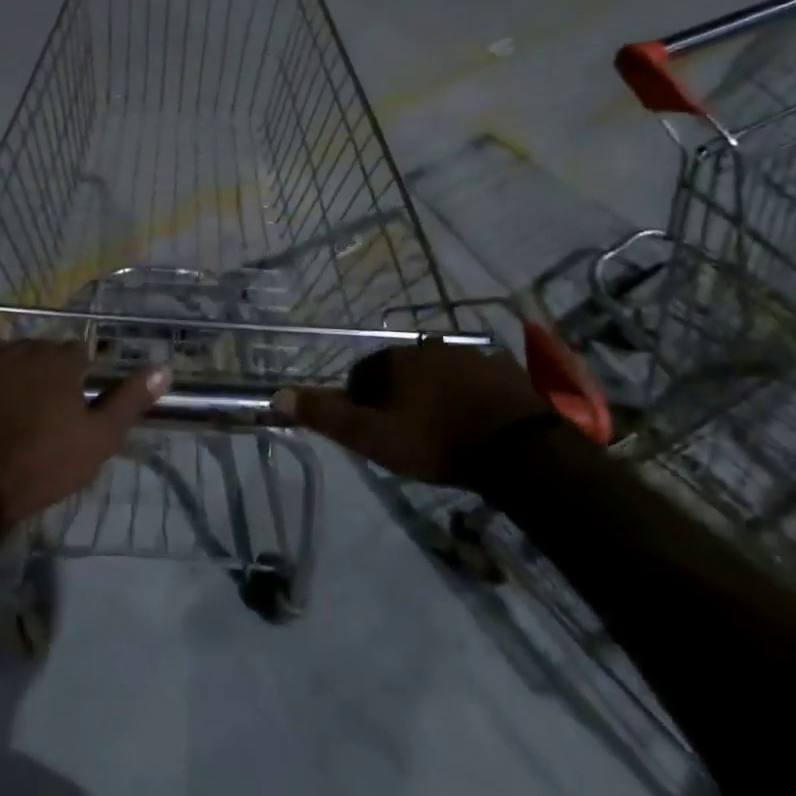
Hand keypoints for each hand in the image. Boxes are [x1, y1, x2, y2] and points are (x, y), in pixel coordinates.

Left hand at [0, 337, 167, 528]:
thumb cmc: (42, 466)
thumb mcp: (98, 440)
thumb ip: (129, 400)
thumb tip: (163, 367)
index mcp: (59, 360)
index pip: (77, 353)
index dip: (77, 377)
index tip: (73, 403)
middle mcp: (21, 347)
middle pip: (38, 349)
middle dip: (42, 372)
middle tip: (39, 410)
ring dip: (3, 366)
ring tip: (2, 401)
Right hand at [275, 341, 553, 487]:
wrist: (517, 449)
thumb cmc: (435, 441)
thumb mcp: (373, 436)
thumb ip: (326, 416)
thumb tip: (278, 395)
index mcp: (394, 360)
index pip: (362, 374)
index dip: (361, 402)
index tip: (374, 431)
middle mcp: (427, 347)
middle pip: (399, 371)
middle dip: (398, 395)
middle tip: (408, 432)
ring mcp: (468, 355)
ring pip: (437, 373)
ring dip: (433, 393)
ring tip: (442, 429)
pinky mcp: (502, 370)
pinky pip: (474, 380)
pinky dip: (468, 395)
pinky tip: (475, 421)